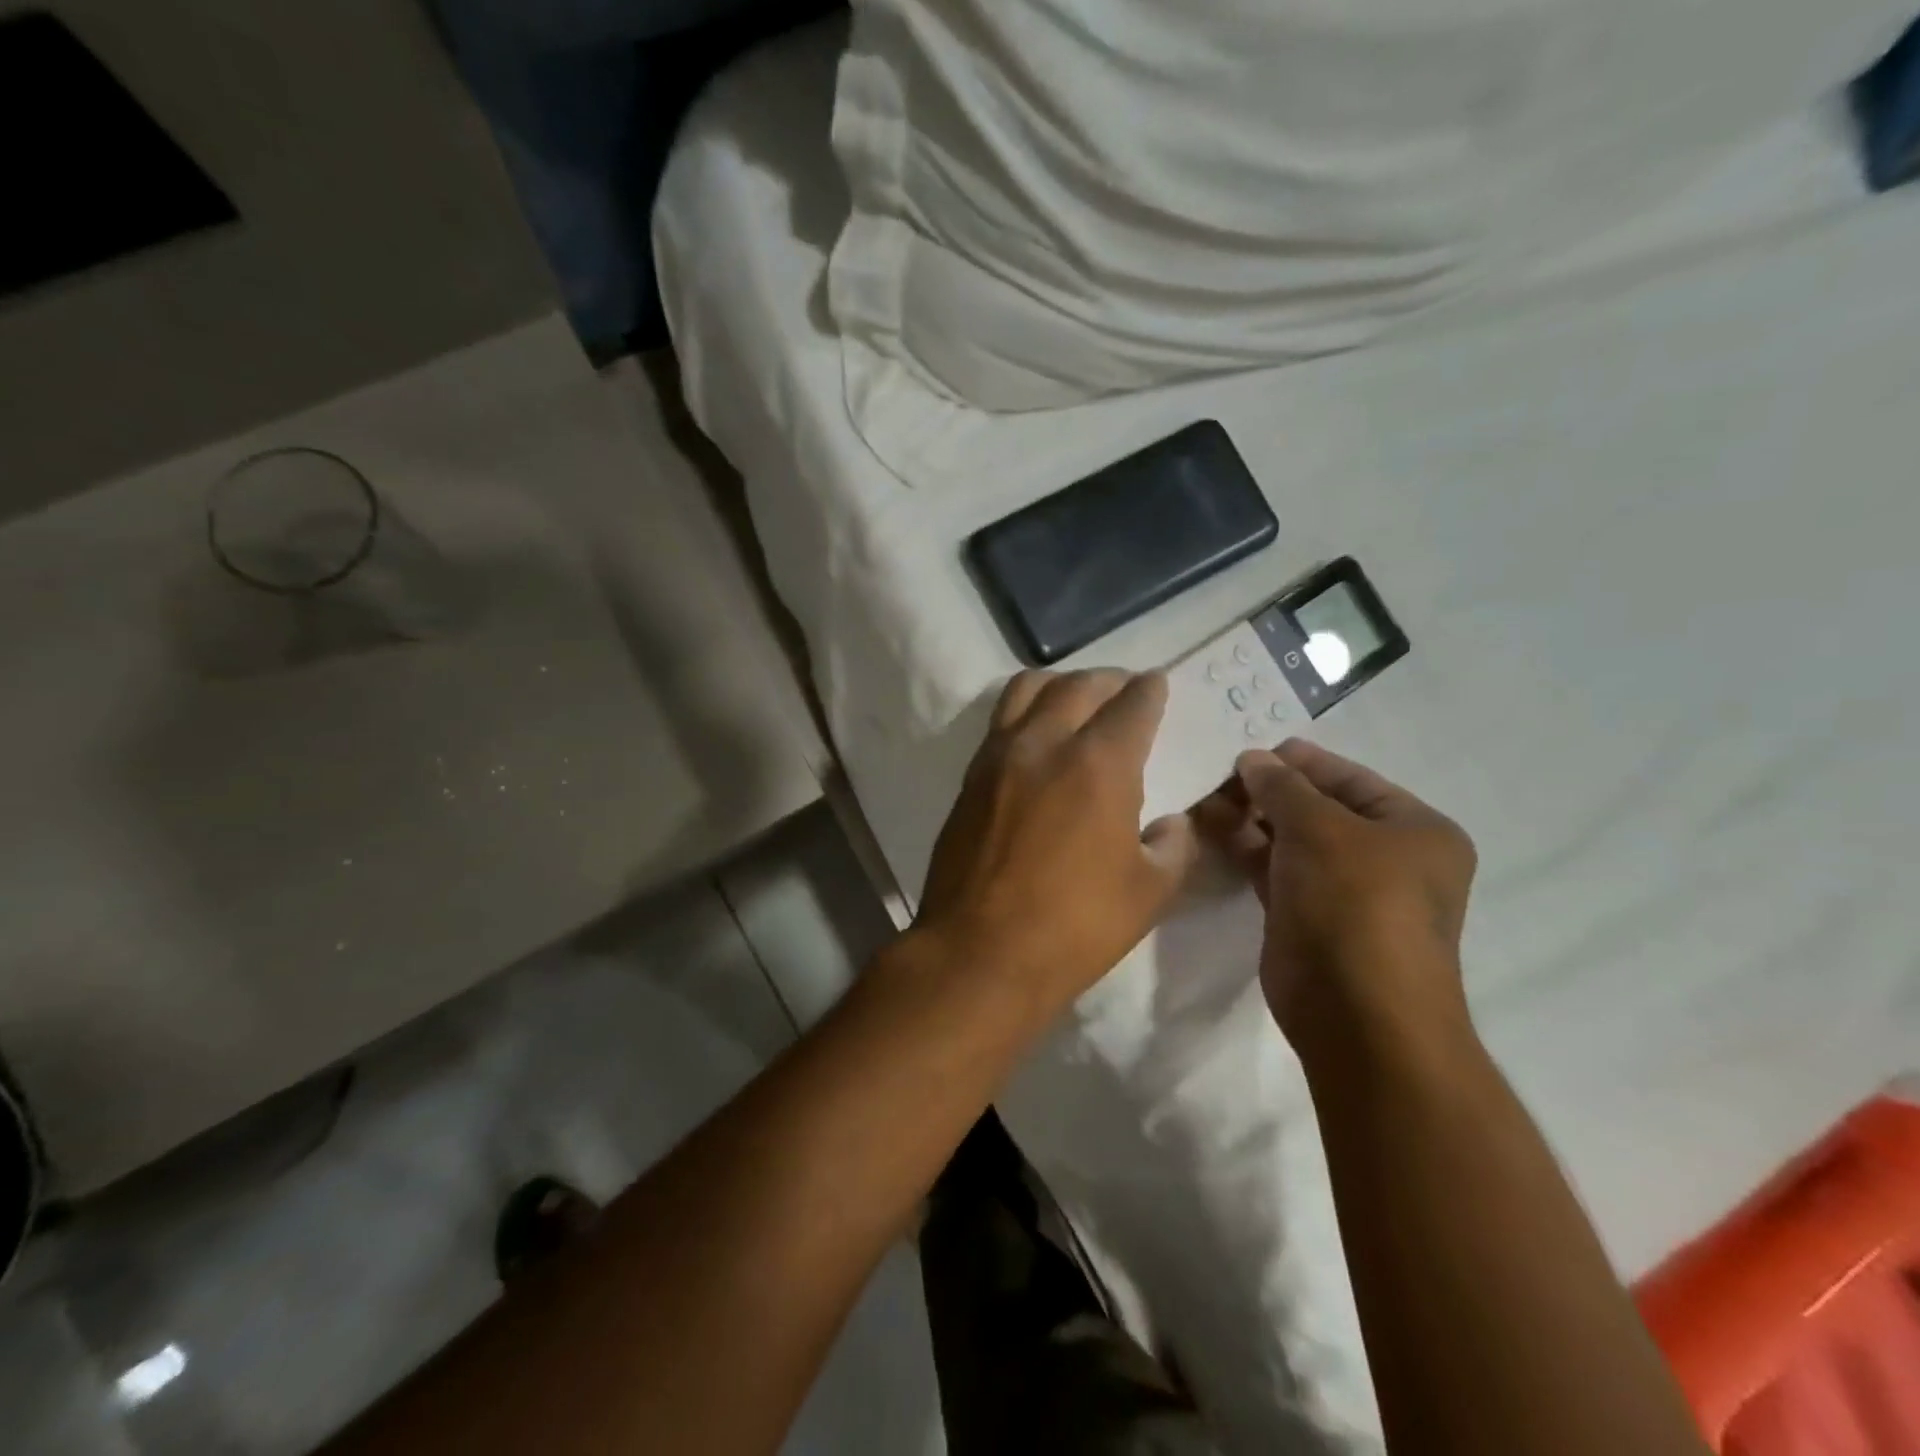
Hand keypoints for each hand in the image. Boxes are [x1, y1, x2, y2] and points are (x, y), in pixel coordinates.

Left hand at [915, 670, 1201, 1010]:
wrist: (979, 952)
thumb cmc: (1074, 926)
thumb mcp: (1149, 892)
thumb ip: (1174, 846)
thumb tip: (1175, 824)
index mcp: (1098, 764)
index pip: (1132, 704)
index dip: (1151, 690)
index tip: (1157, 685)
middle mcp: (1045, 743)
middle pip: (1079, 684)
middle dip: (1110, 680)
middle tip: (1124, 691)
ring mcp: (999, 756)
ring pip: (1028, 689)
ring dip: (1061, 685)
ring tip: (1076, 702)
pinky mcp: (970, 777)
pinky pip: (1000, 721)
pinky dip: (1026, 712)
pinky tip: (1038, 738)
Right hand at [1197, 740, 1476, 1051]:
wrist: (1357, 1014)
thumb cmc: (1355, 905)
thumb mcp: (1319, 829)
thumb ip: (1282, 787)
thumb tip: (1252, 757)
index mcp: (1415, 830)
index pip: (1350, 778)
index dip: (1300, 762)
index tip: (1248, 752)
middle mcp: (1387, 858)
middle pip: (1319, 809)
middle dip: (1270, 792)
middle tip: (1220, 778)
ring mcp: (1346, 892)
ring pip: (1293, 841)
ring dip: (1254, 820)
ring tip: (1208, 800)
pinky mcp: (1309, 918)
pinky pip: (1276, 872)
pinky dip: (1248, 852)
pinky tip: (1214, 832)